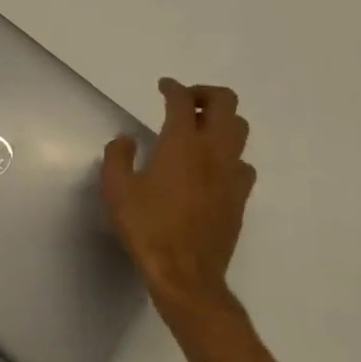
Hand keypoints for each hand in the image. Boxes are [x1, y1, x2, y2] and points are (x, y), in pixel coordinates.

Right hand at [102, 79, 255, 313]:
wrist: (186, 275)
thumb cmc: (148, 228)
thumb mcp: (117, 190)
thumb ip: (118, 157)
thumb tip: (126, 140)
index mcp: (182, 144)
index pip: (183, 100)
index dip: (172, 87)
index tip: (163, 87)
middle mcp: (213, 150)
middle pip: (226, 102)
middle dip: (206, 93)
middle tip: (186, 102)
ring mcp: (232, 173)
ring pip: (240, 129)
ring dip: (222, 120)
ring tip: (200, 130)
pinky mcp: (240, 196)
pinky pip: (243, 162)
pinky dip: (230, 154)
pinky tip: (213, 167)